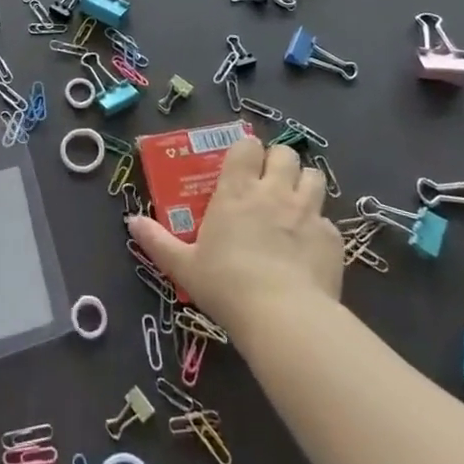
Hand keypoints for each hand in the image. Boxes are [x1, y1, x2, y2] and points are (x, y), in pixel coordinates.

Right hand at [128, 137, 341, 337]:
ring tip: (295, 203)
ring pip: (315, 176)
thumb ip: (157, 241)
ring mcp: (308, 212)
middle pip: (285, 153)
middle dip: (279, 162)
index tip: (242, 165)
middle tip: (269, 182)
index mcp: (237, 190)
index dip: (247, 150)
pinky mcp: (333, 238)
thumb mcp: (183, 266)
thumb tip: (131, 221)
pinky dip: (319, 228)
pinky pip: (328, 221)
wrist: (284, 317)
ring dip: (304, 184)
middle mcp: (274, 191)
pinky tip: (310, 249)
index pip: (247, 146)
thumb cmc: (226, 285)